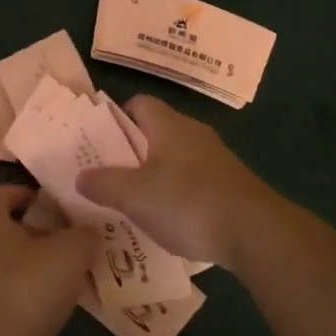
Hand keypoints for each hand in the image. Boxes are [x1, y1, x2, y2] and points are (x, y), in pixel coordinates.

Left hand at [0, 185, 100, 335]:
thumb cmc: (22, 289)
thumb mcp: (69, 254)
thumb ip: (84, 236)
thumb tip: (91, 230)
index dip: (20, 193)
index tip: (46, 203)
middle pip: (1, 231)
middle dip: (33, 236)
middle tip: (67, 247)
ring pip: (0, 267)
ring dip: (28, 271)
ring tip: (63, 283)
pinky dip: (19, 302)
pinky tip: (44, 315)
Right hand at [74, 95, 280, 272]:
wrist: (255, 232)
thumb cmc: (188, 202)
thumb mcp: (135, 196)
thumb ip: (104, 183)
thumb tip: (80, 175)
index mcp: (169, 125)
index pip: (139, 103)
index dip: (117, 117)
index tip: (99, 141)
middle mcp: (193, 134)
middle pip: (155, 132)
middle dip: (130, 152)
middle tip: (106, 175)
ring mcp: (215, 160)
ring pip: (174, 159)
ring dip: (153, 177)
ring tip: (131, 202)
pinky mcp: (229, 186)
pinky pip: (193, 182)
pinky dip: (176, 196)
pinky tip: (167, 222)